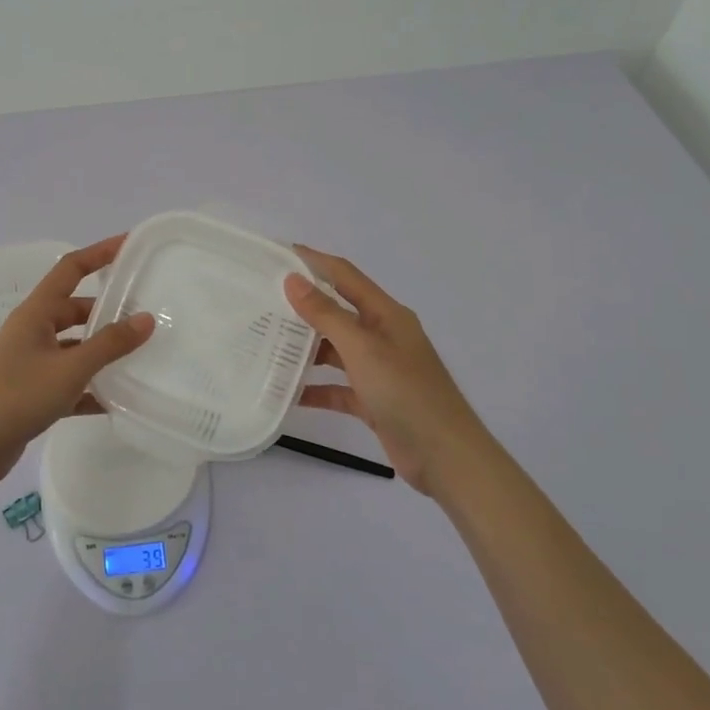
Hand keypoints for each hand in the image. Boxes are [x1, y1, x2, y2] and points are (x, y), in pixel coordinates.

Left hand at [0, 236, 155, 492]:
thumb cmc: (16, 397)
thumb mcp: (69, 369)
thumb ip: (109, 344)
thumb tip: (146, 318)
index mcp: (35, 313)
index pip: (70, 269)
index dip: (99, 253)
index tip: (129, 244)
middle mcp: (32, 331)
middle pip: (75, 310)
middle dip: (107, 311)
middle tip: (144, 315)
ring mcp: (29, 362)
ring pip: (73, 347)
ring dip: (100, 351)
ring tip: (137, 357)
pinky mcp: (30, 392)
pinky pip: (68, 380)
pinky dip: (89, 387)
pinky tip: (114, 401)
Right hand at [284, 246, 485, 495]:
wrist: (445, 456)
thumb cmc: (406, 392)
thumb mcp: (362, 348)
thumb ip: (326, 315)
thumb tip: (293, 280)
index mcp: (386, 314)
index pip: (345, 276)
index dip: (315, 261)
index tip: (281, 253)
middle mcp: (383, 336)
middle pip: (338, 312)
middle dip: (304, 306)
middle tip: (264, 302)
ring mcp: (379, 369)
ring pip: (336, 350)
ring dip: (307, 349)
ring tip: (268, 344)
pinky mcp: (374, 399)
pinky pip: (339, 387)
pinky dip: (317, 388)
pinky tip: (289, 393)